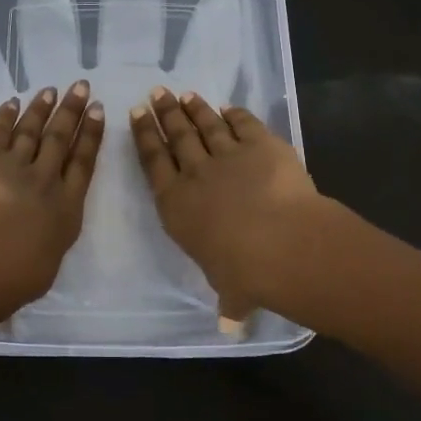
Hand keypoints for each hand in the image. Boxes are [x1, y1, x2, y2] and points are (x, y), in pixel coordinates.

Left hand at [0, 81, 105, 305]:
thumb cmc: (20, 274)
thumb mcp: (46, 264)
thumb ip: (47, 245)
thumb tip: (42, 243)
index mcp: (67, 206)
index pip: (83, 163)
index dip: (91, 135)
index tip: (99, 111)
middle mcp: (46, 179)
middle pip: (60, 138)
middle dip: (72, 111)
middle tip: (81, 86)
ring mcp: (15, 165)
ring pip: (32, 131)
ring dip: (42, 109)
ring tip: (51, 91)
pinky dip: (5, 115)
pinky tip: (13, 102)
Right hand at [130, 87, 319, 318]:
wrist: (283, 244)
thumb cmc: (245, 272)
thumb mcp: (230, 290)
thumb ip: (228, 301)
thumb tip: (229, 327)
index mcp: (176, 204)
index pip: (153, 162)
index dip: (144, 137)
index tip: (136, 115)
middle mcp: (195, 174)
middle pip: (175, 136)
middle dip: (164, 113)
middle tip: (156, 94)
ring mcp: (228, 155)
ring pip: (205, 125)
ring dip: (194, 108)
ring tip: (183, 94)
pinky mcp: (261, 145)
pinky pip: (244, 124)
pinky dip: (235, 114)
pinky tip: (229, 107)